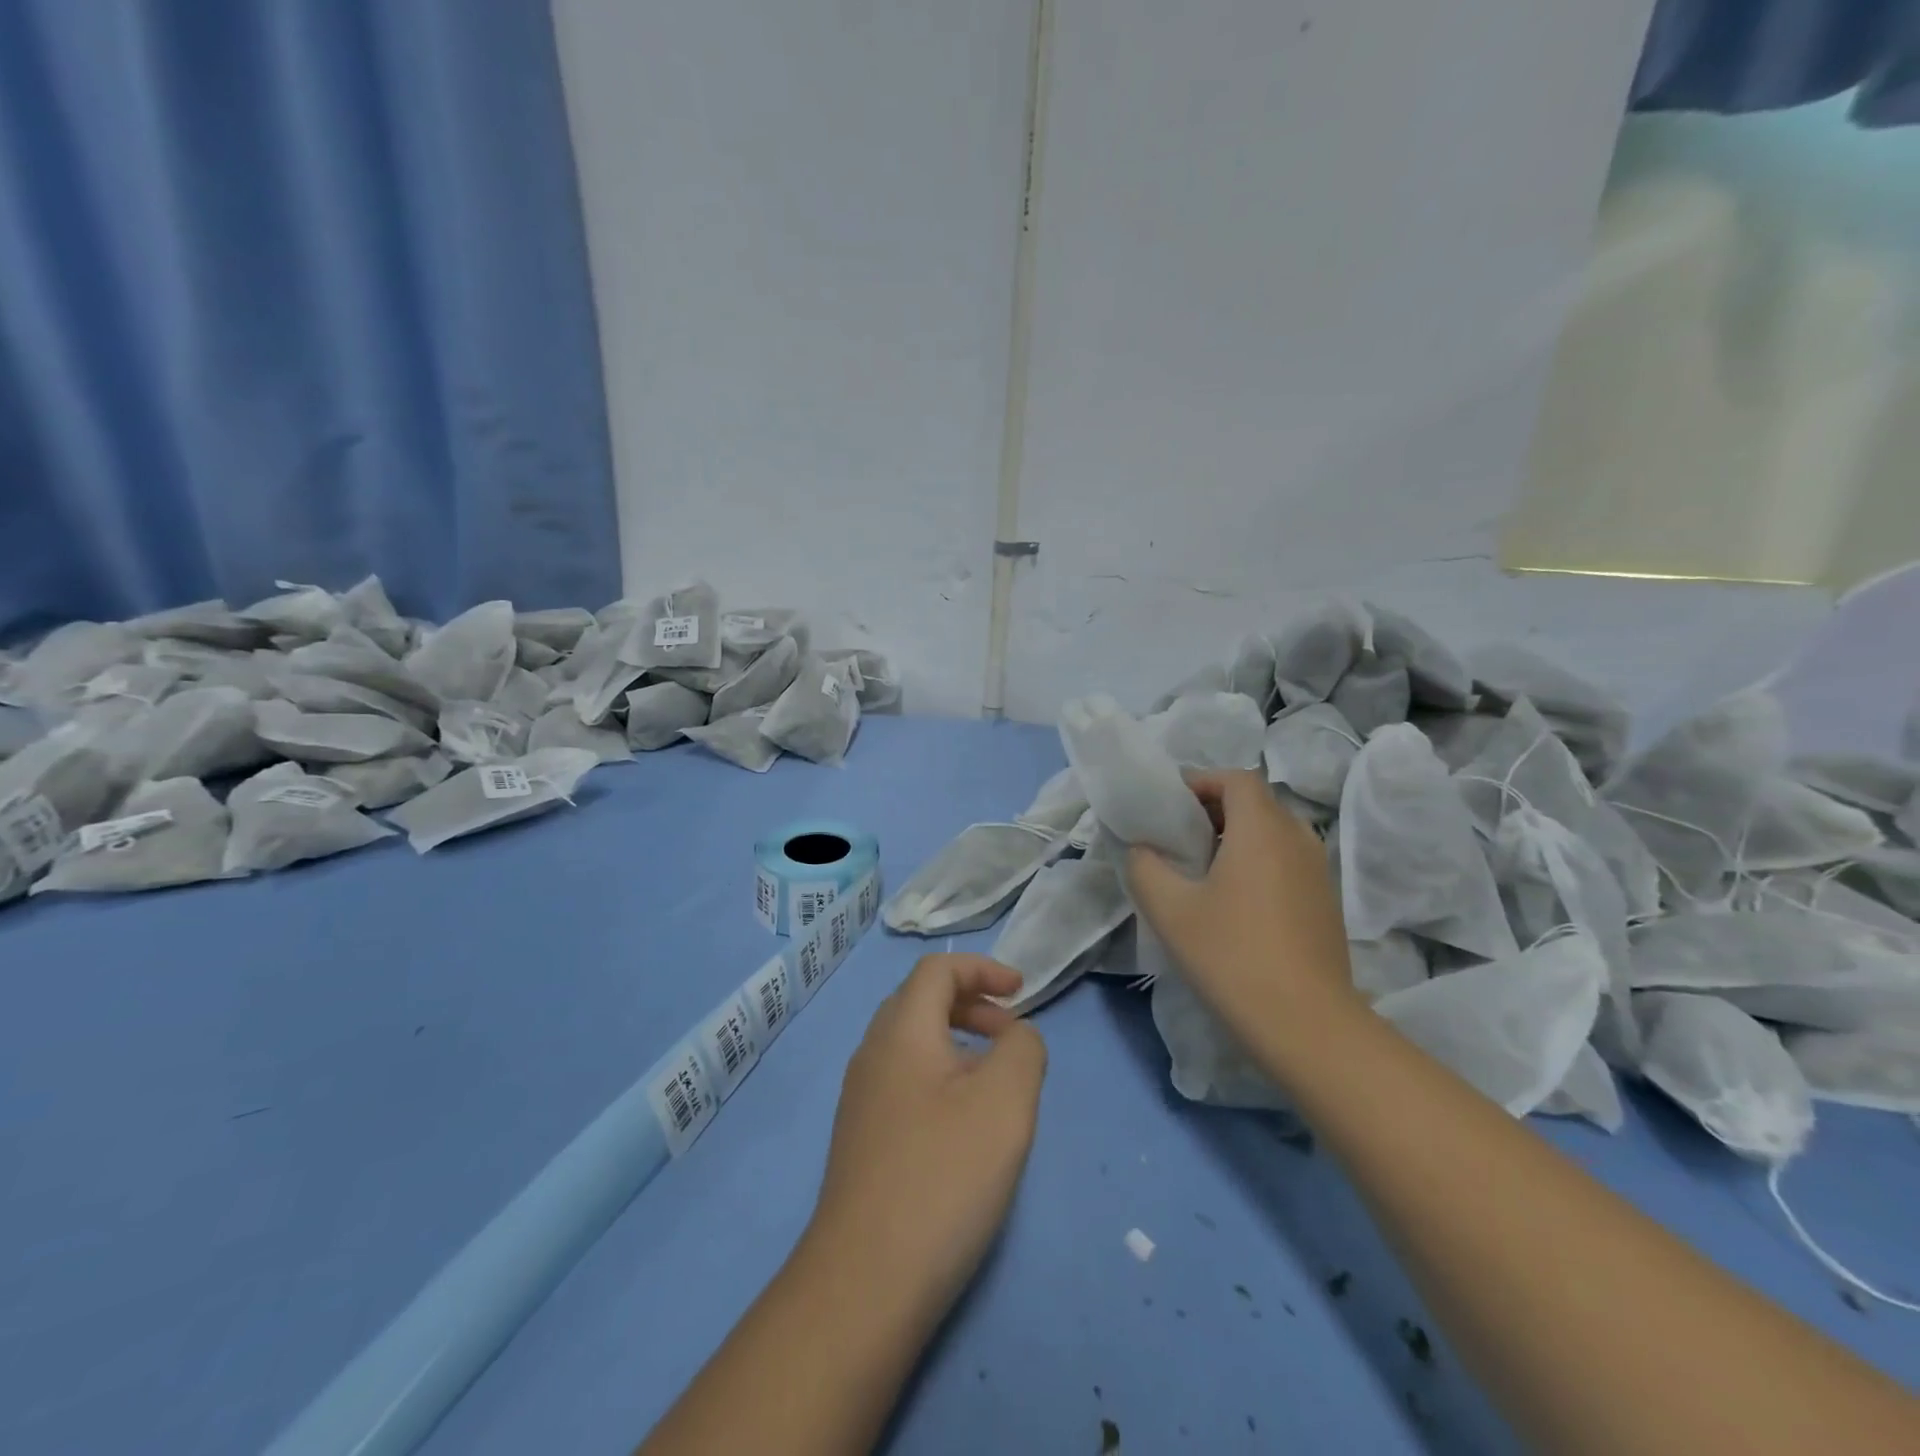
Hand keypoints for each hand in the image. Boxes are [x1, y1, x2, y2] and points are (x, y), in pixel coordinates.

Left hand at [807, 954, 1047, 1325]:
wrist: (865, 1281)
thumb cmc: (942, 1175)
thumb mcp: (1005, 1102)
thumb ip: (1023, 1049)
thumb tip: (1016, 1036)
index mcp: (900, 1030)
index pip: (937, 970)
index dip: (982, 968)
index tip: (1021, 992)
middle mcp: (872, 1053)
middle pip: (921, 1000)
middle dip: (971, 1003)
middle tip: (1012, 1035)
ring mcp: (861, 1098)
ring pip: (912, 1043)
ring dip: (957, 1042)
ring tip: (995, 1081)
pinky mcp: (861, 1138)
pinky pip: (905, 1080)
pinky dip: (941, 1076)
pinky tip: (963, 1124)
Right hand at [1125, 769, 1358, 1033]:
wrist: (1307, 1026)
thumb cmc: (1232, 956)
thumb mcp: (1169, 909)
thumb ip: (1144, 866)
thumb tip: (1143, 849)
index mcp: (1263, 828)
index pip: (1235, 778)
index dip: (1200, 781)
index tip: (1169, 805)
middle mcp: (1298, 838)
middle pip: (1255, 802)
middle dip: (1213, 809)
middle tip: (1177, 837)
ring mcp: (1318, 871)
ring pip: (1272, 833)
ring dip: (1235, 837)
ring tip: (1200, 869)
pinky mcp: (1325, 902)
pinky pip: (1286, 860)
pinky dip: (1257, 861)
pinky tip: (1233, 902)